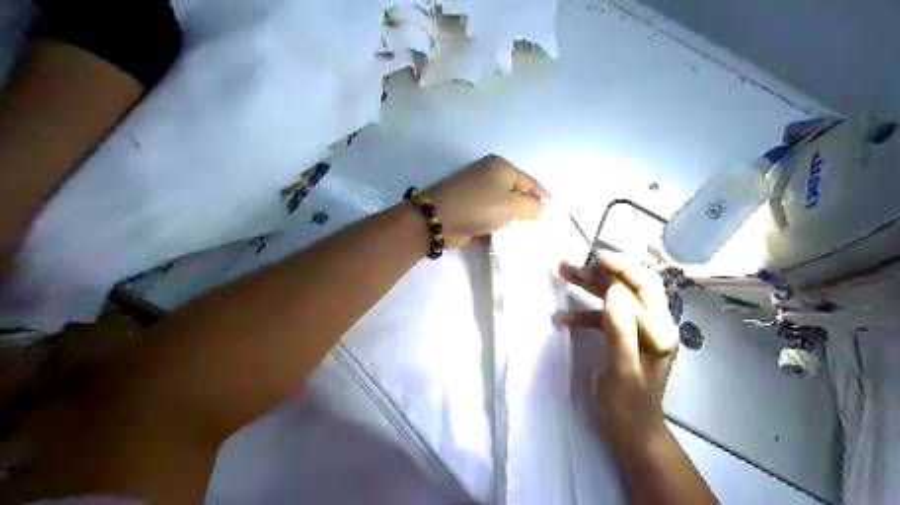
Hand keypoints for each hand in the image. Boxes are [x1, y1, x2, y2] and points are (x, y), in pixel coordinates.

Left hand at [429, 153, 548, 246]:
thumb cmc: (479, 207)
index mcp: (501, 166)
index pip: (530, 181)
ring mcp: (476, 189)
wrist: (439, 218)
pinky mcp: (468, 204)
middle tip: (538, 225)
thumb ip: (532, 206)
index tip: (553, 214)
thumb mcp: (512, 205)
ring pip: (502, 203)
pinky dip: (497, 221)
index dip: (542, 197)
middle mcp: (488, 173)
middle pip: (516, 191)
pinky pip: (489, 212)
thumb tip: (540, 207)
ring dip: (510, 216)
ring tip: (523, 231)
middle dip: (526, 208)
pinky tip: (503, 232)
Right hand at [560, 252, 678, 441]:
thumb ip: (620, 329)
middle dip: (601, 273)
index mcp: (659, 330)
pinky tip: (564, 317)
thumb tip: (613, 290)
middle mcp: (652, 324)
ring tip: (563, 273)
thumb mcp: (622, 369)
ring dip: (588, 286)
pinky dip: (583, 312)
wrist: (630, 432)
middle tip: (572, 264)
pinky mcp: (621, 337)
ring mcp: (636, 330)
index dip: (622, 267)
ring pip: (613, 298)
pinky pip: (602, 316)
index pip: (644, 286)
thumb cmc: (628, 405)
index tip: (596, 256)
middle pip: (628, 286)